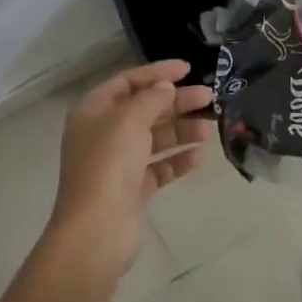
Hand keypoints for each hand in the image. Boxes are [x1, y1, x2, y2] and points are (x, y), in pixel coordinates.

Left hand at [47, 60, 214, 274]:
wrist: (96, 231)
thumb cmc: (108, 165)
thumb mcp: (129, 121)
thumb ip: (151, 99)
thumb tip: (166, 87)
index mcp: (93, 112)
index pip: (127, 82)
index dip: (156, 73)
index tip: (187, 69)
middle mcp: (103, 134)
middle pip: (144, 109)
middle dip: (176, 102)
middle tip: (208, 96)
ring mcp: (118, 164)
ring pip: (154, 138)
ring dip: (181, 130)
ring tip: (209, 128)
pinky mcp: (132, 190)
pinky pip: (159, 167)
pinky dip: (177, 160)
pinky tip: (199, 156)